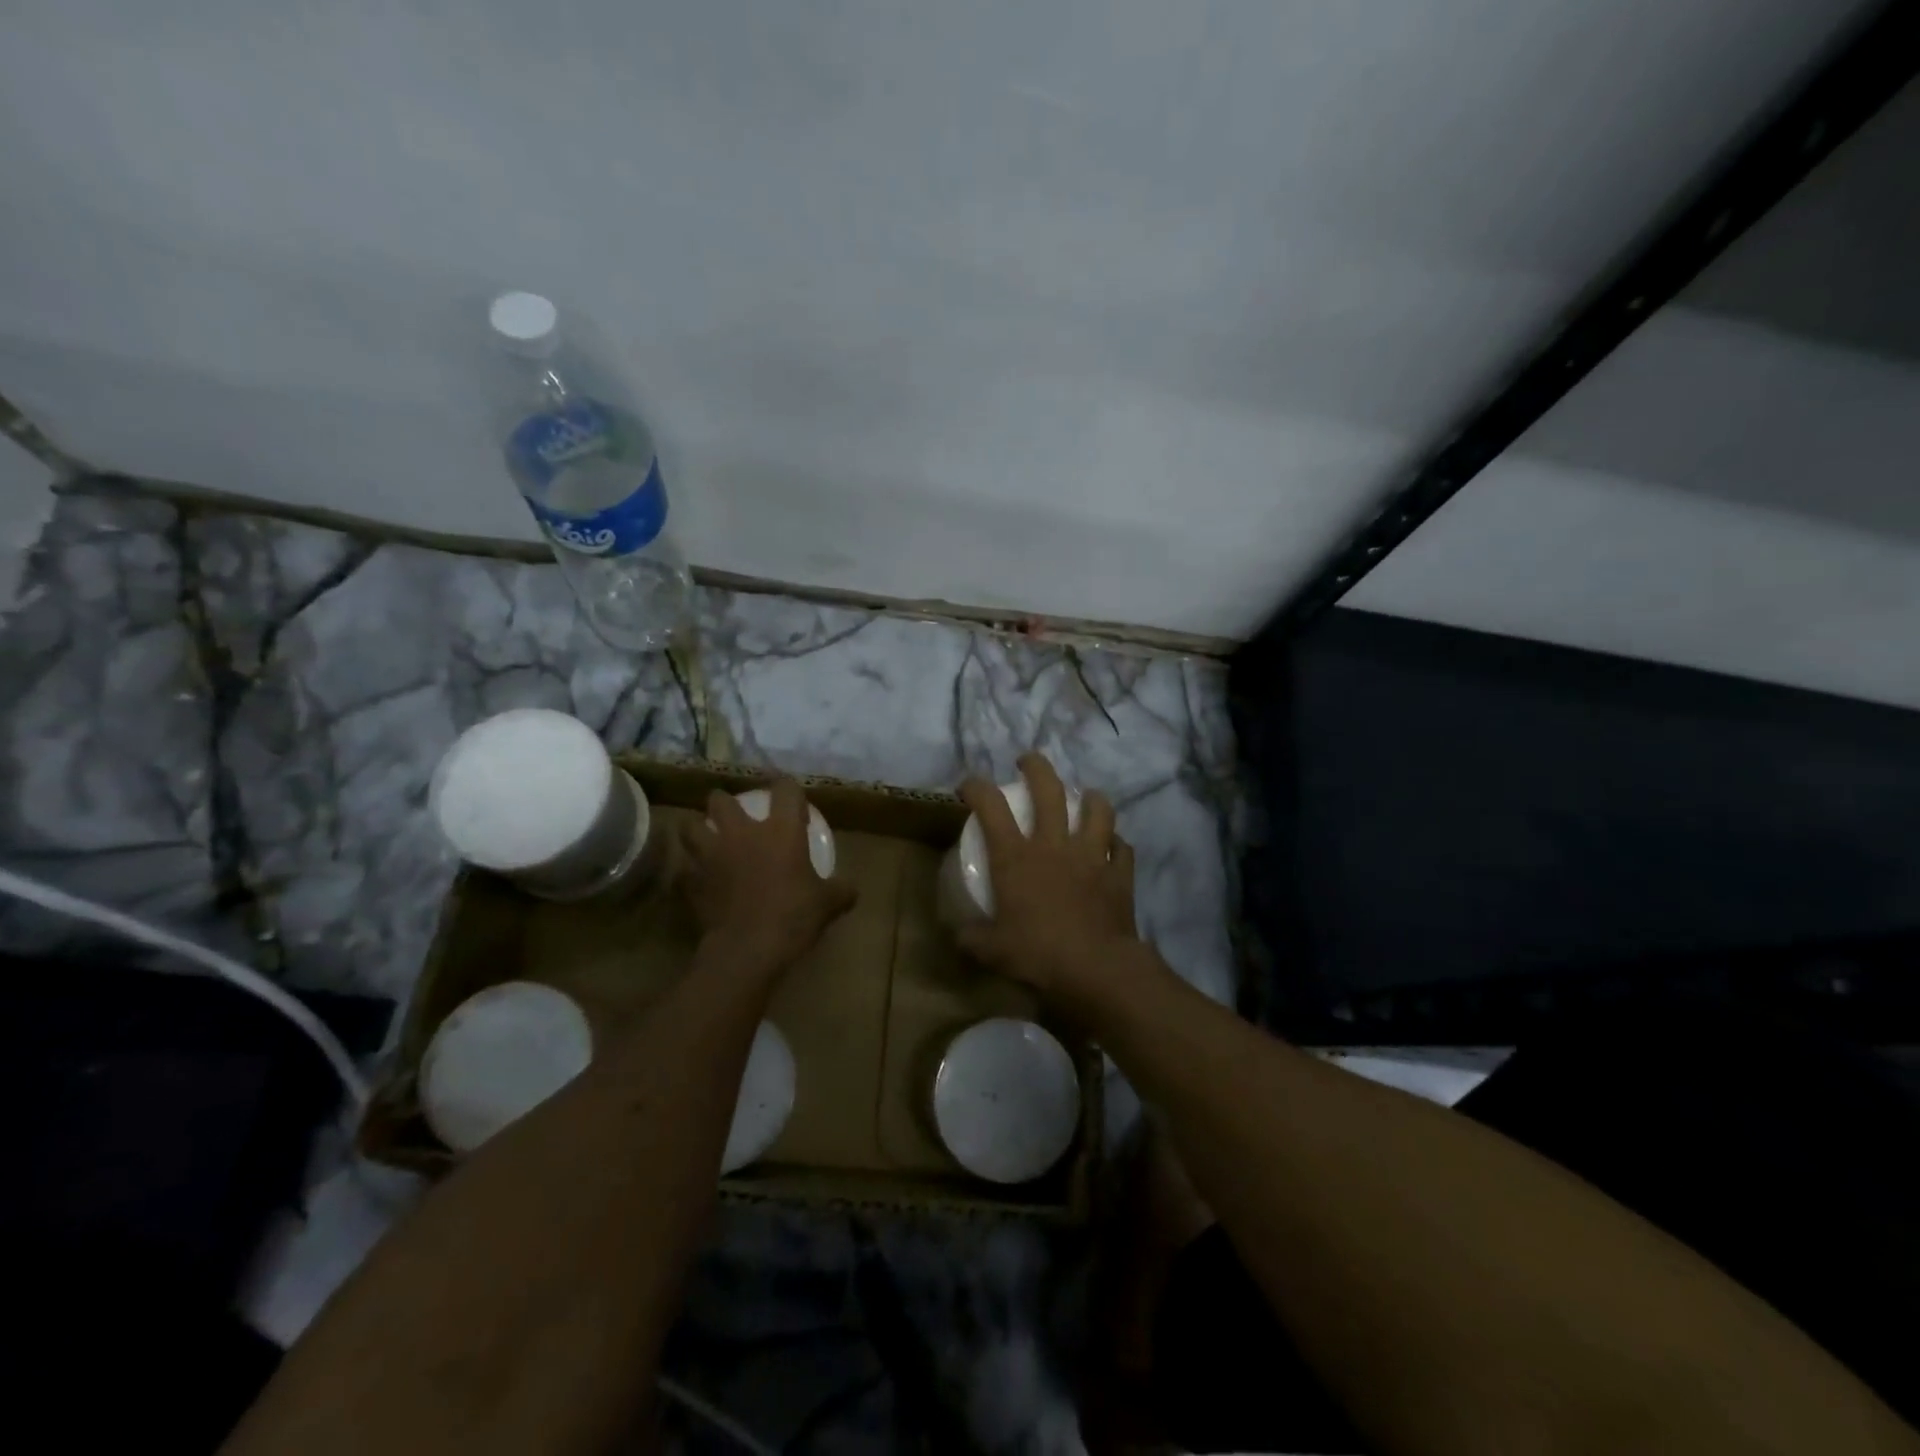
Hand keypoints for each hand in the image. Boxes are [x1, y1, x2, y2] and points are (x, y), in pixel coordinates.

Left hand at [680, 779, 856, 975]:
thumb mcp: (828, 904)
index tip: (793, 802)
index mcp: (780, 830)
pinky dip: (689, 871)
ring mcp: (711, 856)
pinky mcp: (691, 882)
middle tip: (733, 813)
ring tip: (704, 836)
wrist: (748, 950)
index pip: (785, 790)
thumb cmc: (793, 917)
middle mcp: (742, 833)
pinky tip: (697, 879)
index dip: (789, 789)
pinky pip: (684, 869)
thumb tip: (851, 890)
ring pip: (690, 826)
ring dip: (696, 828)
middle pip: (721, 800)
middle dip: (724, 802)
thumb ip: (841, 891)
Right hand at [956, 753, 1139, 1007]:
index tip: (969, 786)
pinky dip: (1116, 843)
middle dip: (1036, 767)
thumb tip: (958, 934)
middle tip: (1027, 762)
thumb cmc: (1038, 954)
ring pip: (1096, 809)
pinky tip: (1112, 846)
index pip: (990, 807)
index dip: (976, 787)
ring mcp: (1091, 855)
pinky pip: (1122, 847)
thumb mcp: (991, 950)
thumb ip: (971, 937)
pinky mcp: (1119, 872)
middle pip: (1048, 790)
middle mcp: (1053, 844)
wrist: (1095, 969)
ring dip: (1090, 798)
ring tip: (1085, 797)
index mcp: (1016, 857)